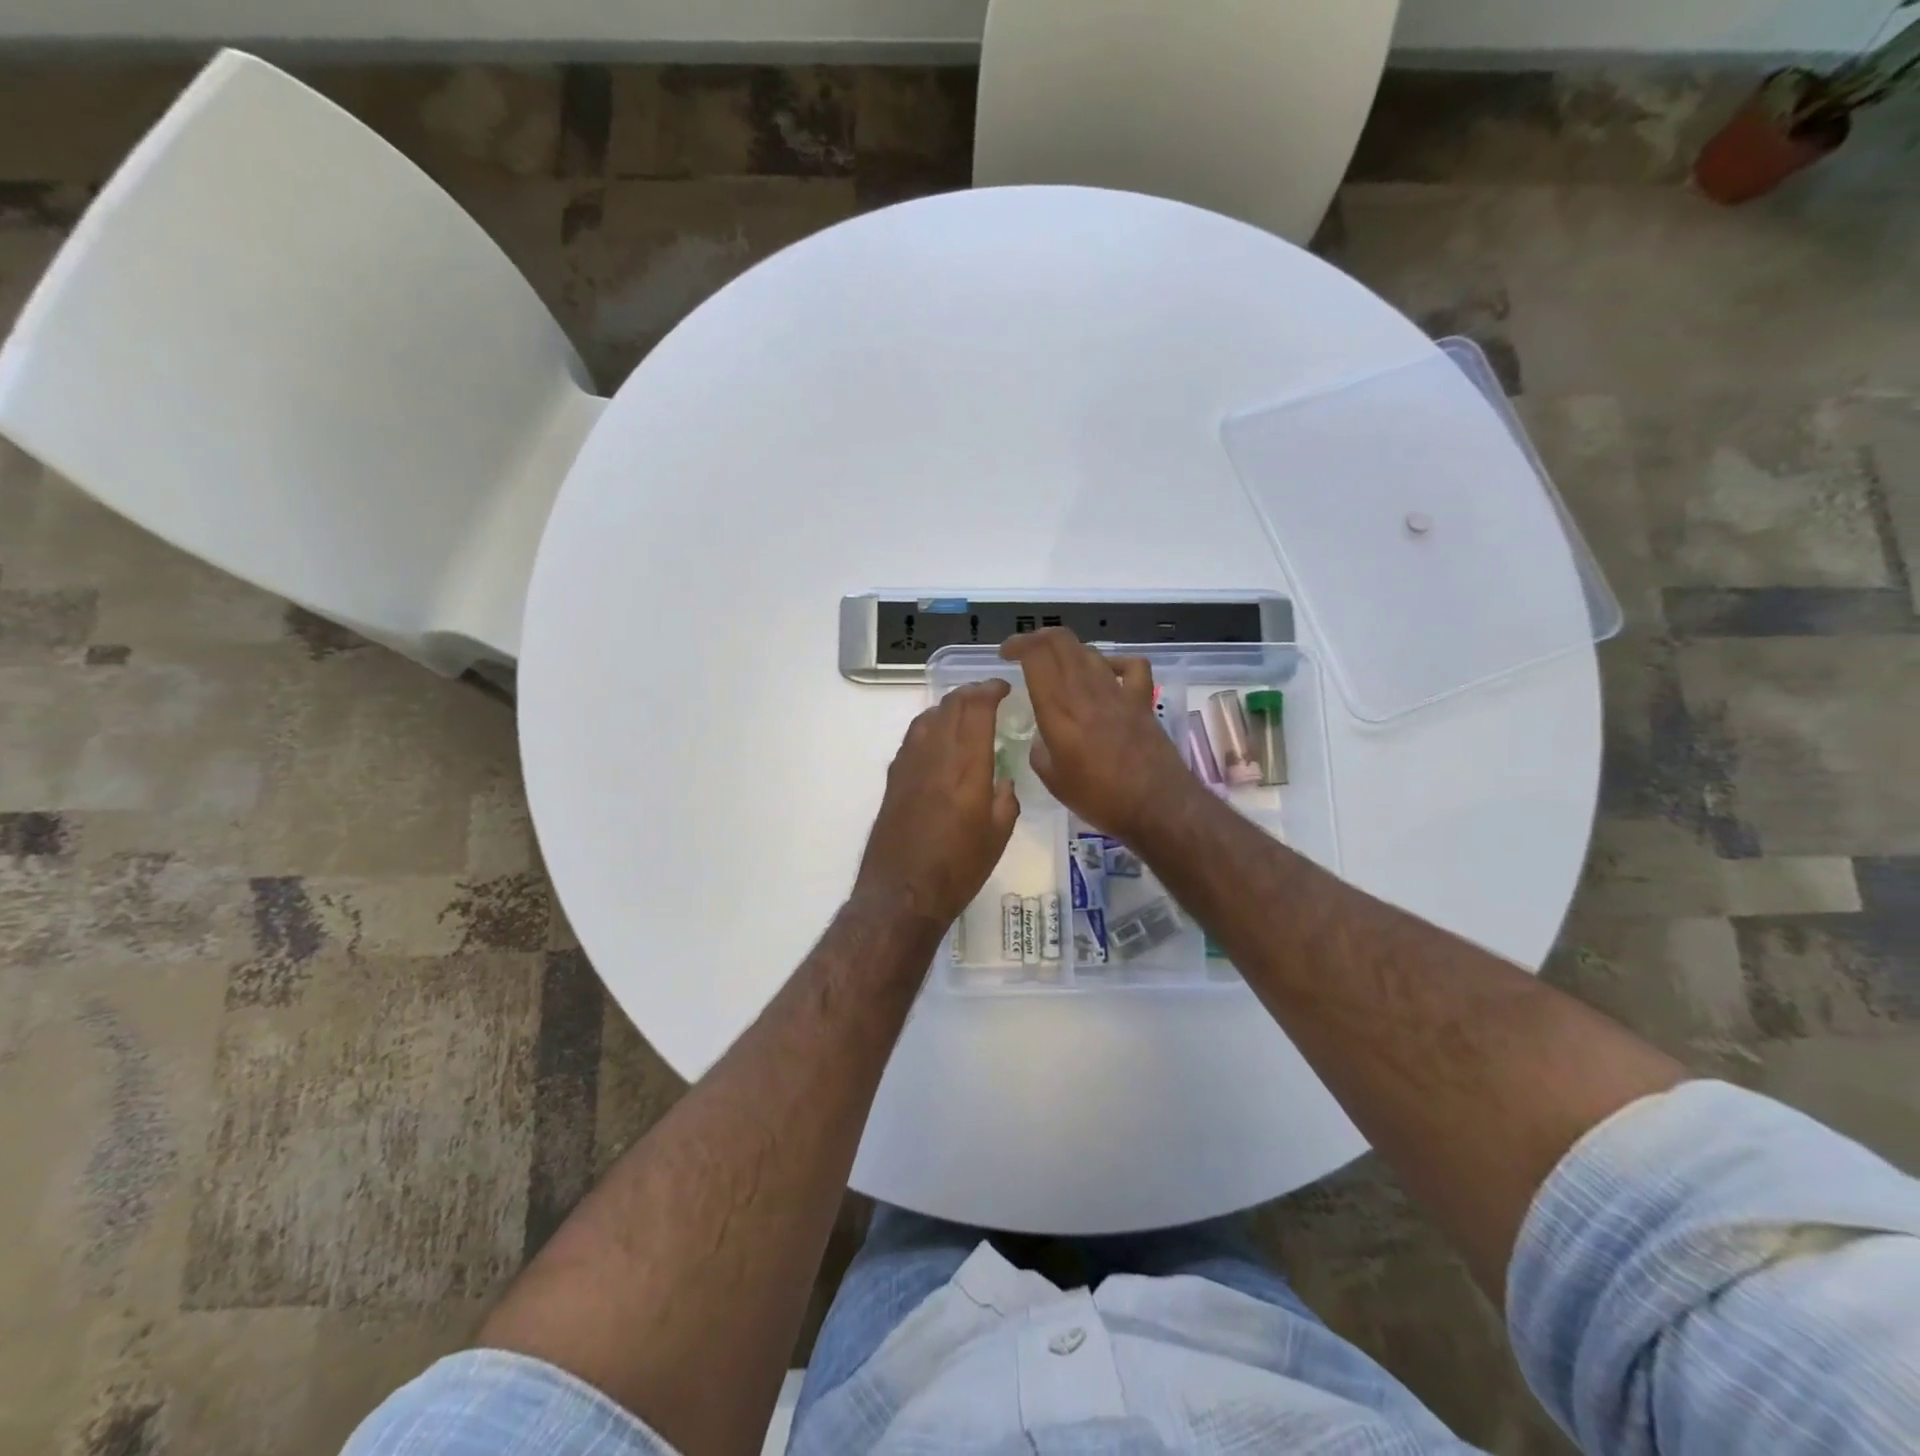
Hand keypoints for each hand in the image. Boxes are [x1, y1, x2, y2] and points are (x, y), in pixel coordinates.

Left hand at [855, 681, 1019, 925]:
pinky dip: (930, 726)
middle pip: (951, 705)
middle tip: (988, 696)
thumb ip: (1005, 800)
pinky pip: (913, 737)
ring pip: (928, 716)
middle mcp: (936, 755)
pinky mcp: (893, 778)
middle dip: (971, 692)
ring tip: (964, 713)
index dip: (990, 690)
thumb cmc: (958, 869)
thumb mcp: (998, 837)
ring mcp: (909, 764)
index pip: (977, 708)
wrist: (902, 893)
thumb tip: (1001, 780)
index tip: (1004, 687)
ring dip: (948, 706)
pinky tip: (938, 740)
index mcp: (968, 767)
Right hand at [1001, 628, 1197, 841]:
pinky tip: (1106, 674)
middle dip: (1037, 638)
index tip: (1005, 654)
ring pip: (1089, 651)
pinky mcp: (1142, 700)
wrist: (1157, 807)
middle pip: (1061, 641)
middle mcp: (1086, 691)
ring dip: (1068, 651)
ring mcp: (1118, 692)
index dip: (1017, 645)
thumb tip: (1042, 737)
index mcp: (1059, 710)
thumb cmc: (1100, 800)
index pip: (1036, 656)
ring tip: (1057, 666)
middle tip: (1024, 651)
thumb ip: (1040, 750)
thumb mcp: (1053, 781)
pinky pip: (1130, 665)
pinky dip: (1114, 662)